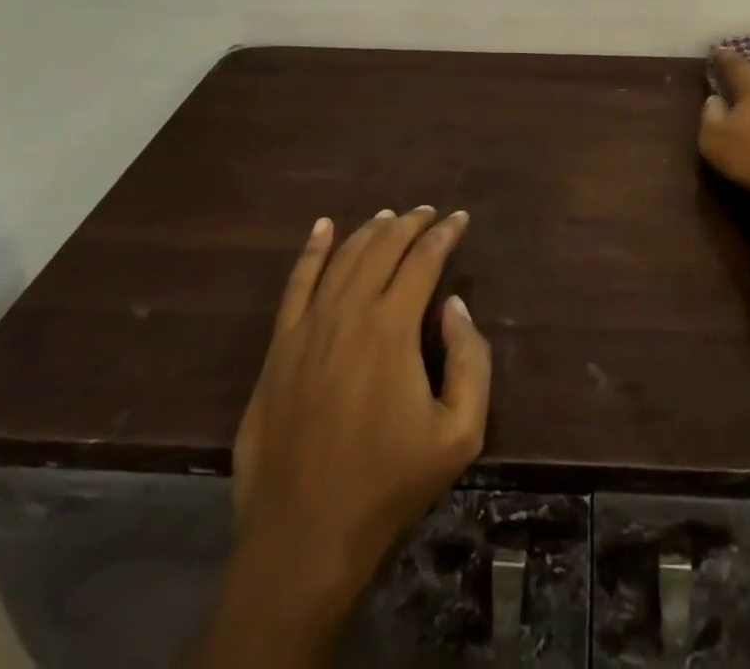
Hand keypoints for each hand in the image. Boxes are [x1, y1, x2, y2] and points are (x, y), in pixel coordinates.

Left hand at [208, 207, 490, 665]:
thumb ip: (471, 360)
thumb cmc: (389, 484)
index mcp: (392, 328)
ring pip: (342, 258)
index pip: (424, 259)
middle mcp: (349, 313)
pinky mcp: (278, 349)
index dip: (445, 234)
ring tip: (390, 216)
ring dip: (369, 231)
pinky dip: (311, 251)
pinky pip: (296, 284)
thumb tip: (454, 306)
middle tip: (429, 212)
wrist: (304, 537)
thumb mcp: (460, 433)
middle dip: (410, 223)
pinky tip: (323, 228)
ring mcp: (307, 328)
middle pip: (382, 249)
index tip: (460, 218)